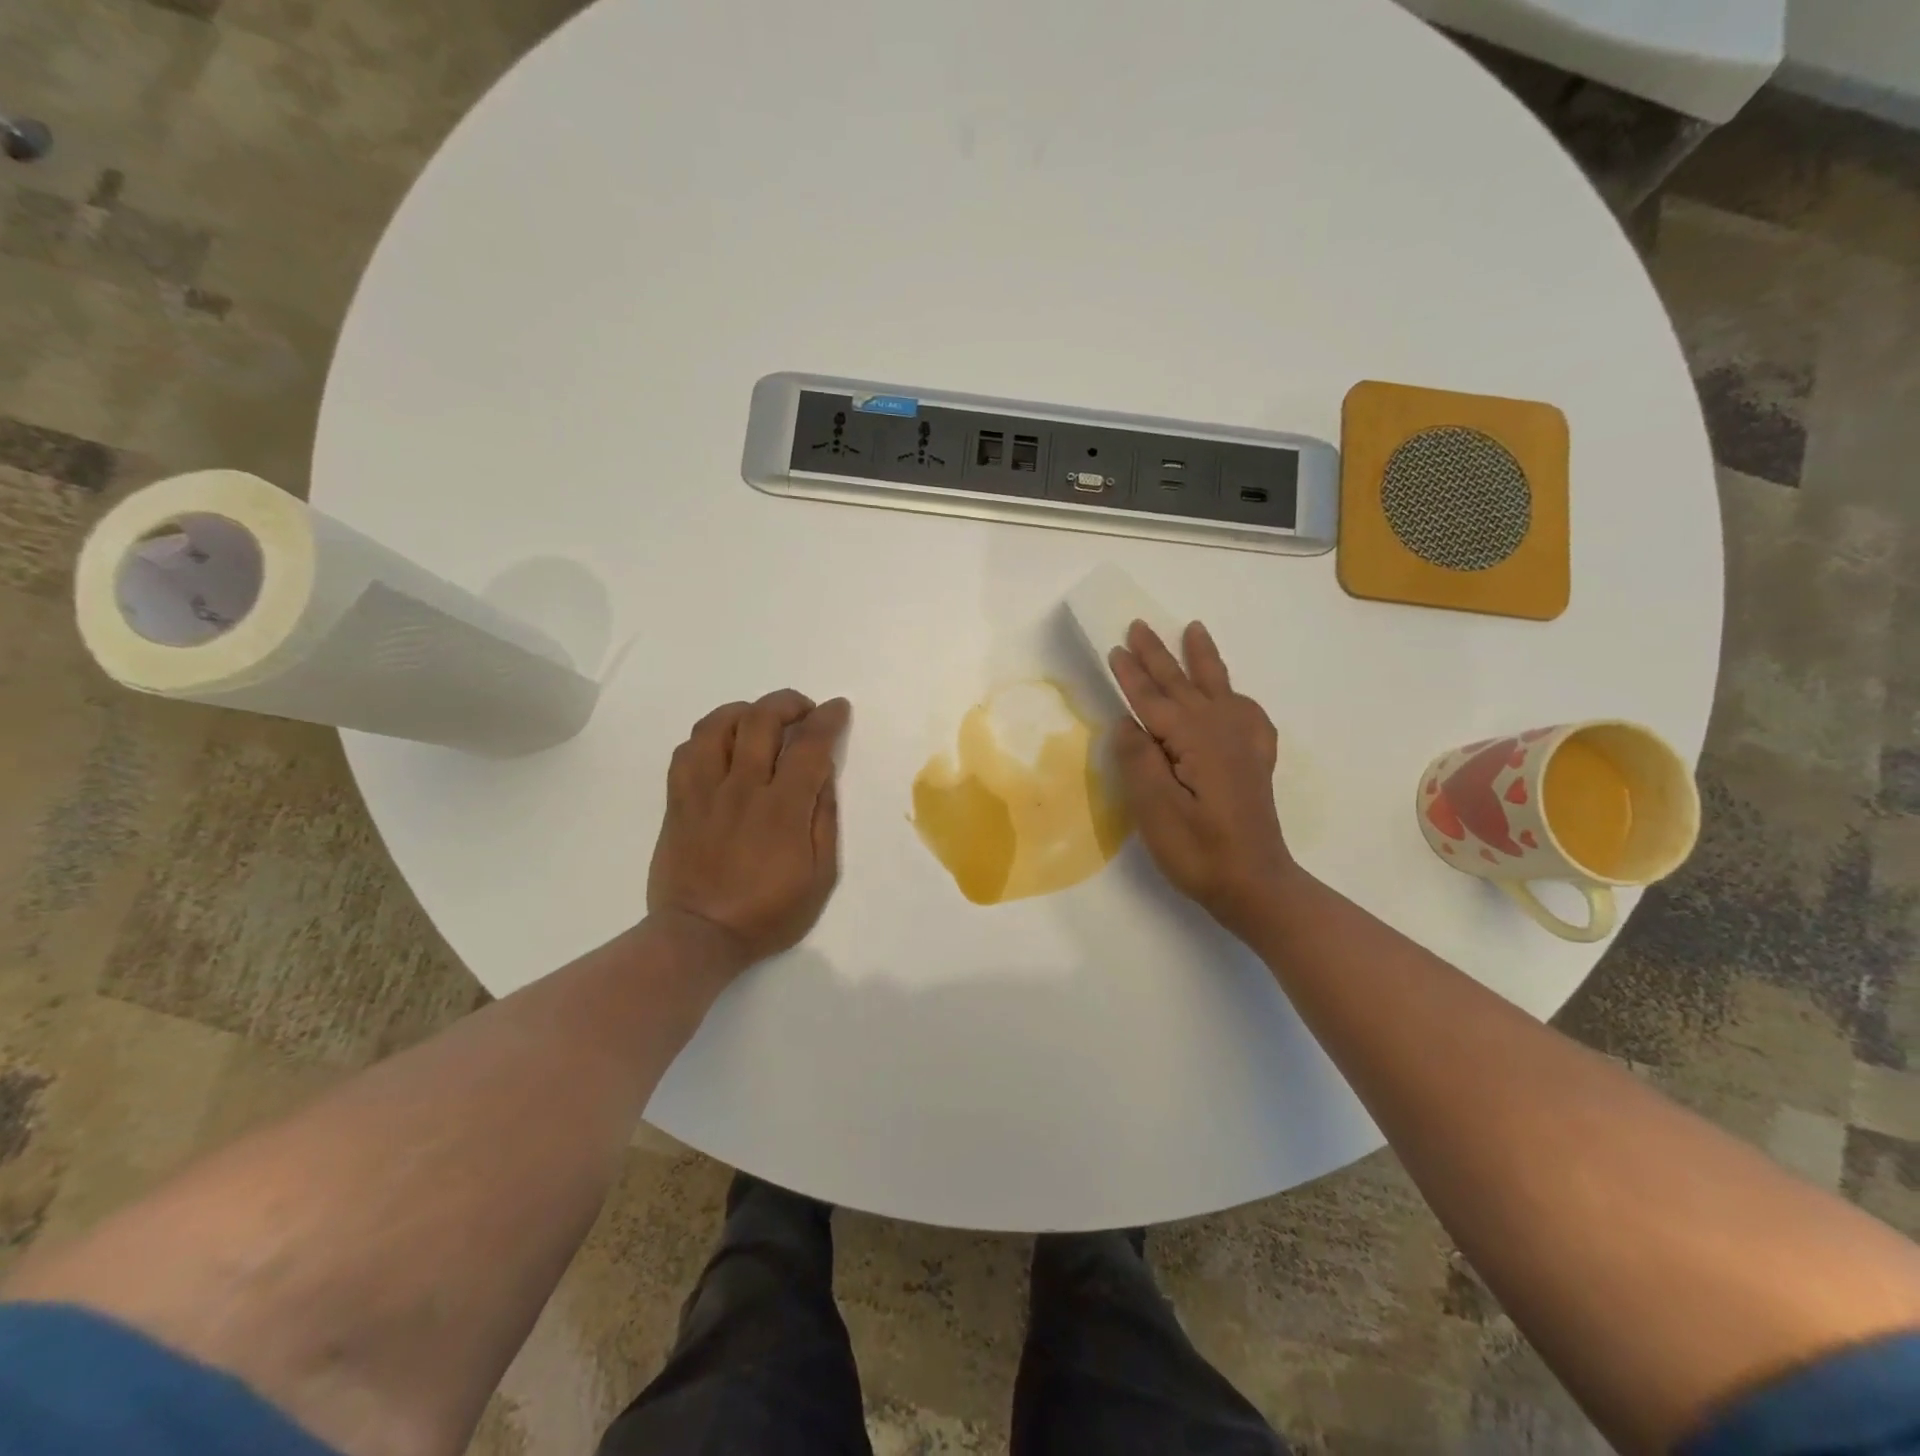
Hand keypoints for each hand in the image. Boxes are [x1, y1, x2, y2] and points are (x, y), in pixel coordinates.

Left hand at [648, 690, 850, 966]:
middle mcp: (742, 788)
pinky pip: (686, 751)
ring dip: (745, 711)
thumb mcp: (820, 877)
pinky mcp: (678, 802)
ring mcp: (704, 792)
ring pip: (717, 726)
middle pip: (761, 720)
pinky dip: (708, 736)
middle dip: (788, 703)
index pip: (809, 745)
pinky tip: (722, 745)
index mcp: (783, 808)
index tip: (838, 708)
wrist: (699, 936)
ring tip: (760, 721)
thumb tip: (823, 776)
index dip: (828, 719)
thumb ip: (824, 820)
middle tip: (803, 711)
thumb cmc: (768, 914)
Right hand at [1109, 621, 1293, 938]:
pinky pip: (1246, 713)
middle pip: (1183, 685)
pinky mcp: (1254, 762)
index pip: (1153, 700)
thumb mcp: (1156, 810)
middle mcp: (1222, 731)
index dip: (1132, 674)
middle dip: (1159, 656)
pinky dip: (1236, 696)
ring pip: (1217, 689)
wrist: (1256, 885)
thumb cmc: (1199, 851)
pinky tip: (1233, 697)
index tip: (1115, 647)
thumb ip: (1139, 760)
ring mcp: (1243, 745)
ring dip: (1201, 660)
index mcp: (1195, 740)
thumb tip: (1126, 722)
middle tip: (1140, 625)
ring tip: (1195, 631)